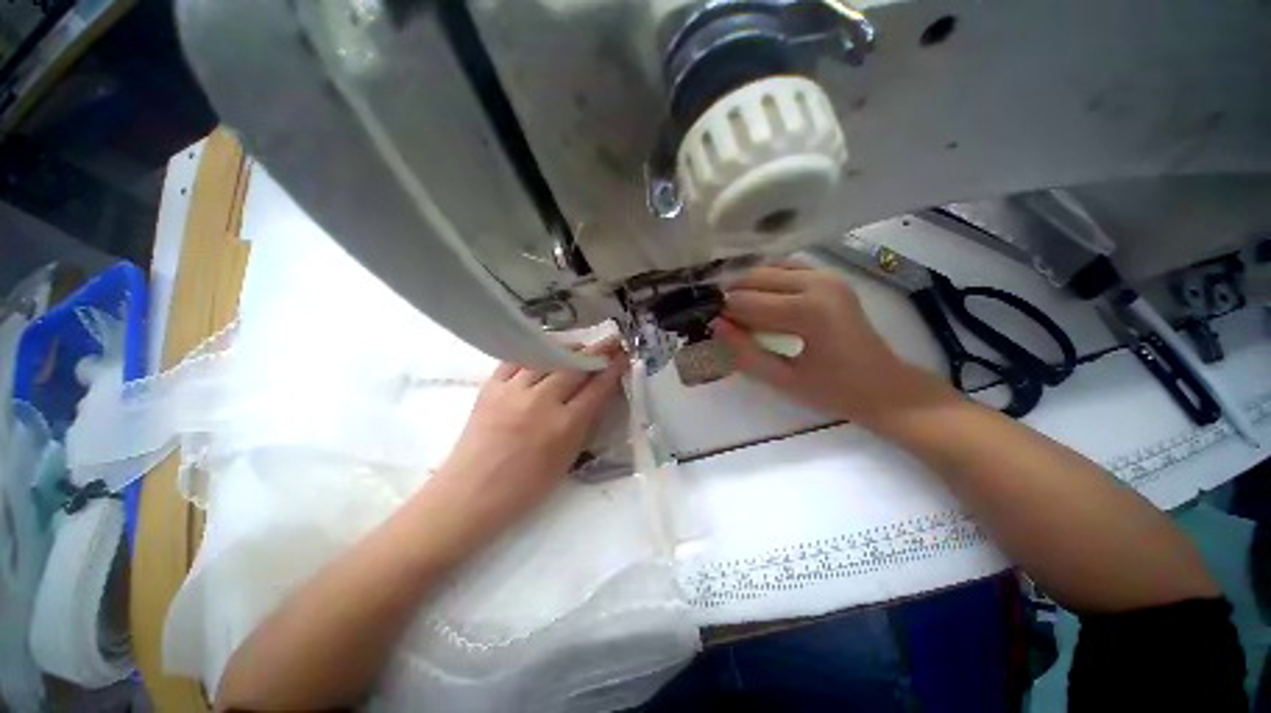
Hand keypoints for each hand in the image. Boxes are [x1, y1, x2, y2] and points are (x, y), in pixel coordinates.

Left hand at [430, 340, 628, 542]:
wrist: (471, 494)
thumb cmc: (526, 487)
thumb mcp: (567, 458)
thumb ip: (583, 424)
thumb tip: (595, 395)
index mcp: (565, 426)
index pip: (597, 388)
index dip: (613, 369)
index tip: (624, 354)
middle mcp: (542, 402)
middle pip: (575, 367)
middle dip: (597, 351)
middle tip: (611, 341)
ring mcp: (514, 392)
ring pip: (547, 357)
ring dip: (568, 349)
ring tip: (579, 346)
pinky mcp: (491, 387)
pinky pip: (517, 360)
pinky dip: (535, 353)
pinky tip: (543, 352)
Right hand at [713, 262, 923, 424]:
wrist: (886, 387)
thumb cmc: (835, 391)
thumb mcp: (783, 379)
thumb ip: (745, 352)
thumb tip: (716, 325)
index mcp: (809, 311)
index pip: (748, 302)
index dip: (723, 312)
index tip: (708, 325)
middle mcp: (818, 283)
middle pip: (756, 278)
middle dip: (732, 296)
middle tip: (719, 319)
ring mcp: (827, 276)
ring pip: (769, 269)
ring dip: (747, 286)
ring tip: (735, 310)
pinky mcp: (831, 278)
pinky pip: (787, 268)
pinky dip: (767, 279)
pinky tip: (759, 298)